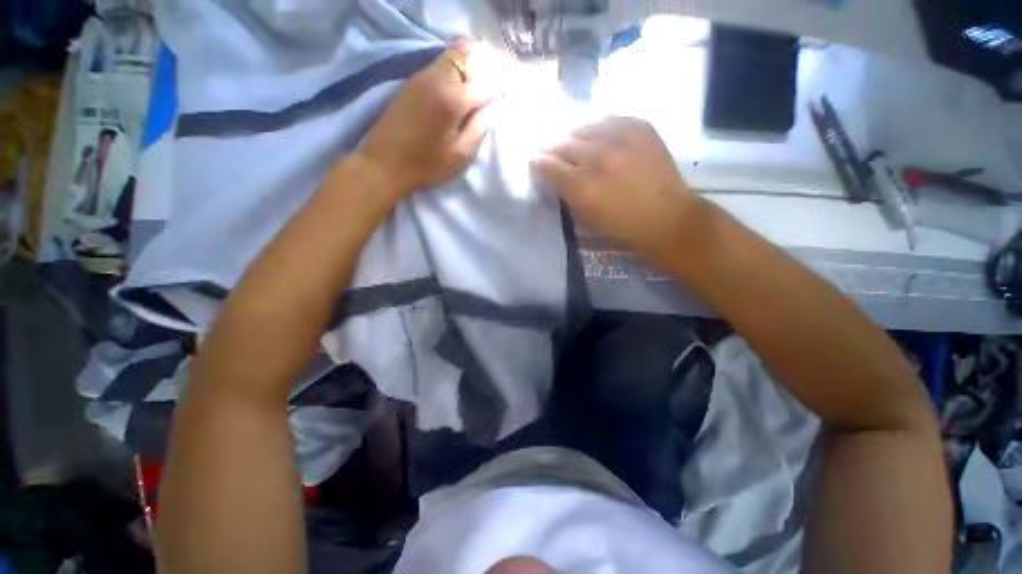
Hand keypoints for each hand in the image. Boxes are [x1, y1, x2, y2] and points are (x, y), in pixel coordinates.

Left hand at [360, 40, 498, 199]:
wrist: (384, 164)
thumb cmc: (427, 165)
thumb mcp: (460, 155)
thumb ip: (480, 128)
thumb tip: (492, 108)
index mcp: (453, 99)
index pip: (486, 82)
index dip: (500, 88)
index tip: (505, 98)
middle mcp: (437, 78)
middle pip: (466, 52)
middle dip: (484, 64)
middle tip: (491, 87)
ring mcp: (421, 76)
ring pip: (451, 55)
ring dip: (468, 65)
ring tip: (476, 88)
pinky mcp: (411, 82)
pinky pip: (438, 65)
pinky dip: (453, 70)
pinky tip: (456, 90)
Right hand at [530, 116, 702, 257]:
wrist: (666, 216)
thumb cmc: (622, 226)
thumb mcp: (585, 219)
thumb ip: (565, 194)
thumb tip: (552, 174)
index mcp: (582, 186)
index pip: (547, 164)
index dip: (537, 163)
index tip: (536, 164)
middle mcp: (597, 157)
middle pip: (561, 142)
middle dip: (551, 148)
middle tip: (550, 153)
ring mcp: (620, 137)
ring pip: (582, 126)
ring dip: (572, 136)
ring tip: (573, 143)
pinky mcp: (639, 126)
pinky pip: (607, 118)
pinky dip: (596, 127)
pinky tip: (596, 136)